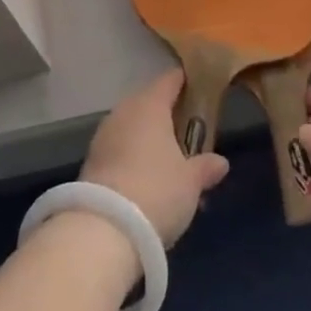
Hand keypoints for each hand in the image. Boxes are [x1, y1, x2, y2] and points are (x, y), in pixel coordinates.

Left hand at [82, 69, 230, 245]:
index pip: (170, 80)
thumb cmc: (157, 191)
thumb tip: (220, 161)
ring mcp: (103, 135)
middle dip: (168, 116)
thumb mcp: (190, 182)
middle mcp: (124, 111)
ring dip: (148, 139)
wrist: (103, 229)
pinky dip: (132, 157)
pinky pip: (119, 149)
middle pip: (149, 103)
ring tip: (169, 162)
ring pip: (132, 127)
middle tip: (188, 133)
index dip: (186, 82)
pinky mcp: (90, 161)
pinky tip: (145, 180)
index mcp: (150, 104)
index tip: (201, 89)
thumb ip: (205, 166)